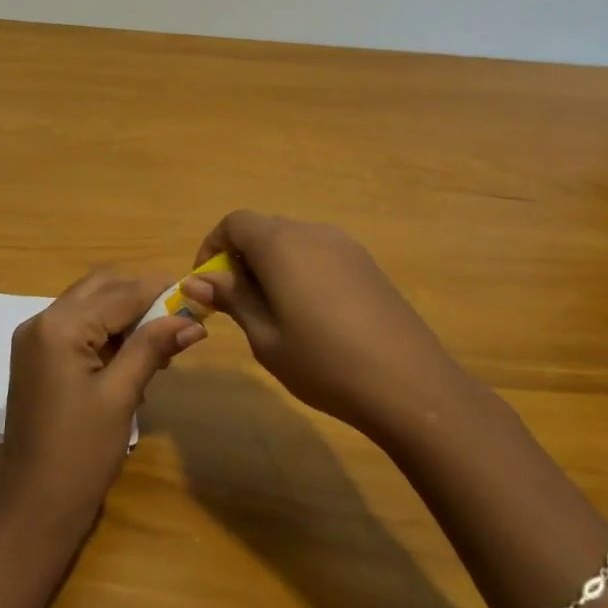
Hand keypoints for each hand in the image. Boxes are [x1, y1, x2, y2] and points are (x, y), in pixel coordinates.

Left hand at [0, 270, 204, 541]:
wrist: (32, 512)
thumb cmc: (80, 455)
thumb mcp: (120, 397)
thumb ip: (151, 348)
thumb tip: (191, 321)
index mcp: (58, 326)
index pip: (118, 293)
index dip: (159, 290)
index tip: (196, 291)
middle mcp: (40, 321)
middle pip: (99, 289)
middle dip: (140, 297)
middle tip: (180, 317)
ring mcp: (34, 340)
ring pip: (88, 306)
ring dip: (124, 315)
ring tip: (163, 342)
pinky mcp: (35, 360)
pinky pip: (75, 329)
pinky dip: (105, 333)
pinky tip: (134, 357)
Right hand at [178, 211, 456, 435]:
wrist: (411, 386)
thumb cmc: (324, 363)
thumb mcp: (265, 337)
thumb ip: (232, 299)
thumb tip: (196, 280)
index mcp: (280, 243)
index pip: (234, 222)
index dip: (213, 247)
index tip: (208, 284)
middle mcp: (311, 231)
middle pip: (263, 228)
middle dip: (241, 258)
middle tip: (237, 303)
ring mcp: (344, 245)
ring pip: (292, 240)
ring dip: (271, 264)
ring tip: (273, 312)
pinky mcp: (366, 263)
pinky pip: (319, 253)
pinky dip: (300, 270)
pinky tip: (311, 314)